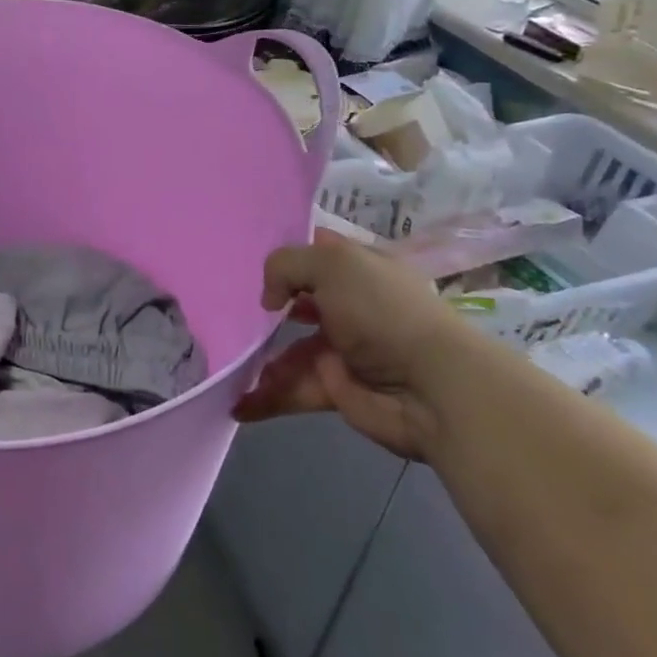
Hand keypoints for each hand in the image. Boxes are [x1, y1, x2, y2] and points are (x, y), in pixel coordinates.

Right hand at [233, 229, 482, 460]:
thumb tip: (270, 301)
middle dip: (261, 309)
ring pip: (287, 350)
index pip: (315, 252)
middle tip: (224, 313)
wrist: (432, 389)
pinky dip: (263, 398)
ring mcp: (342, 349)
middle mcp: (350, 305)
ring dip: (256, 359)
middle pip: (295, 302)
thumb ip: (285, 265)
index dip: (285, 255)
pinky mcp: (335, 389)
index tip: (245, 259)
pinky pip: (291, 389)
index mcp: (358, 268)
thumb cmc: (382, 312)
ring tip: (226, 363)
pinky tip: (236, 405)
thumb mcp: (332, 264)